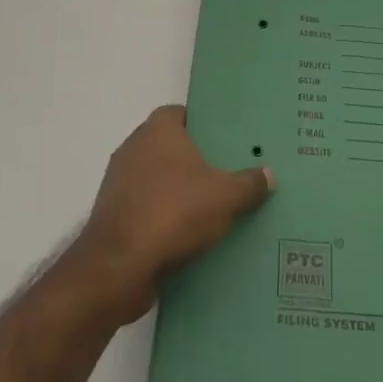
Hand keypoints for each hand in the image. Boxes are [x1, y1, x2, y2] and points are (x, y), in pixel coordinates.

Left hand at [72, 105, 272, 322]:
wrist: (118, 268)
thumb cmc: (173, 213)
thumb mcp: (225, 197)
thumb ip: (249, 183)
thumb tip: (269, 174)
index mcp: (158, 131)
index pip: (180, 113)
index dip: (203, 123)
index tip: (226, 139)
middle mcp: (133, 148)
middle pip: (170, 146)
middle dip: (195, 159)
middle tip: (227, 171)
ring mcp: (119, 183)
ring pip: (158, 179)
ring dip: (179, 190)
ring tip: (213, 204)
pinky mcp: (114, 216)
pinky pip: (147, 207)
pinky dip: (164, 216)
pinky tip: (189, 234)